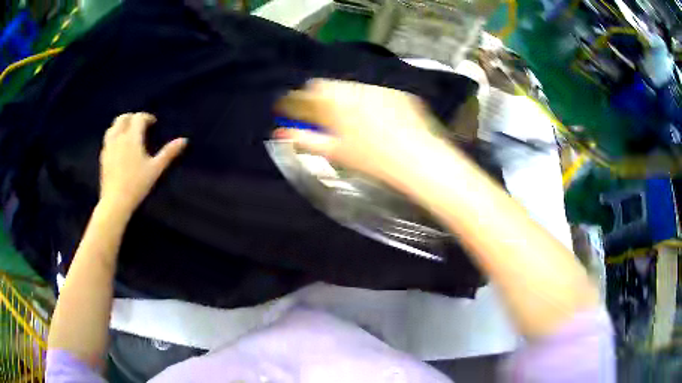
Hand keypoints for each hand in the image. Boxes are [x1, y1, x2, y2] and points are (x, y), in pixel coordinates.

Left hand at [100, 112, 186, 213]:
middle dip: (132, 117)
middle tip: (140, 125)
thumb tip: (184, 140)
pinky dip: (114, 135)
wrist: (115, 201)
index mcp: (132, 137)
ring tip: (128, 132)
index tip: (153, 123)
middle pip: (123, 118)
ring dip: (122, 125)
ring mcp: (108, 146)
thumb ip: (169, 153)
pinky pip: (108, 138)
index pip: (138, 118)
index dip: (147, 117)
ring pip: (113, 127)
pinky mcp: (103, 156)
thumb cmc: (137, 184)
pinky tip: (118, 145)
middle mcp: (119, 137)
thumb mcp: (155, 169)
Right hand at [274, 79, 451, 189]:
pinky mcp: (396, 92)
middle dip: (320, 100)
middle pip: (327, 87)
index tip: (292, 111)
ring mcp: (377, 88)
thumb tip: (279, 134)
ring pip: (350, 88)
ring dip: (344, 99)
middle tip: (322, 119)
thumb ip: (304, 139)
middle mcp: (354, 87)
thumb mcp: (334, 152)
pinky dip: (368, 102)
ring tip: (351, 121)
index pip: (306, 92)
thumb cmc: (371, 159)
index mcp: (334, 101)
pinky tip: (377, 120)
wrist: (417, 158)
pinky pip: (373, 93)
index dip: (296, 102)